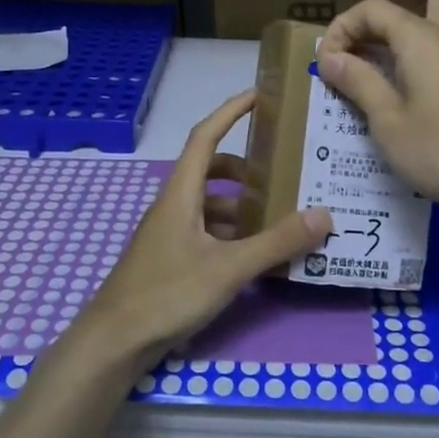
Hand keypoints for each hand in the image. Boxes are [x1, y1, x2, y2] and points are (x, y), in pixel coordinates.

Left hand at [64, 91, 330, 372]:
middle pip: (211, 170)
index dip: (230, 111)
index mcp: (181, 193)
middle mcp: (173, 205)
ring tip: (279, 216)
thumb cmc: (166, 294)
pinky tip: (254, 254)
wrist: (114, 342)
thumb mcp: (228, 268)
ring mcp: (169, 233)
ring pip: (210, 205)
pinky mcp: (170, 259)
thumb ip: (276, 243)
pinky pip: (206, 231)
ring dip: (241, 205)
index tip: (258, 95)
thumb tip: (324, 215)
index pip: (205, 136)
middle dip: (246, 168)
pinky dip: (231, 233)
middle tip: (282, 172)